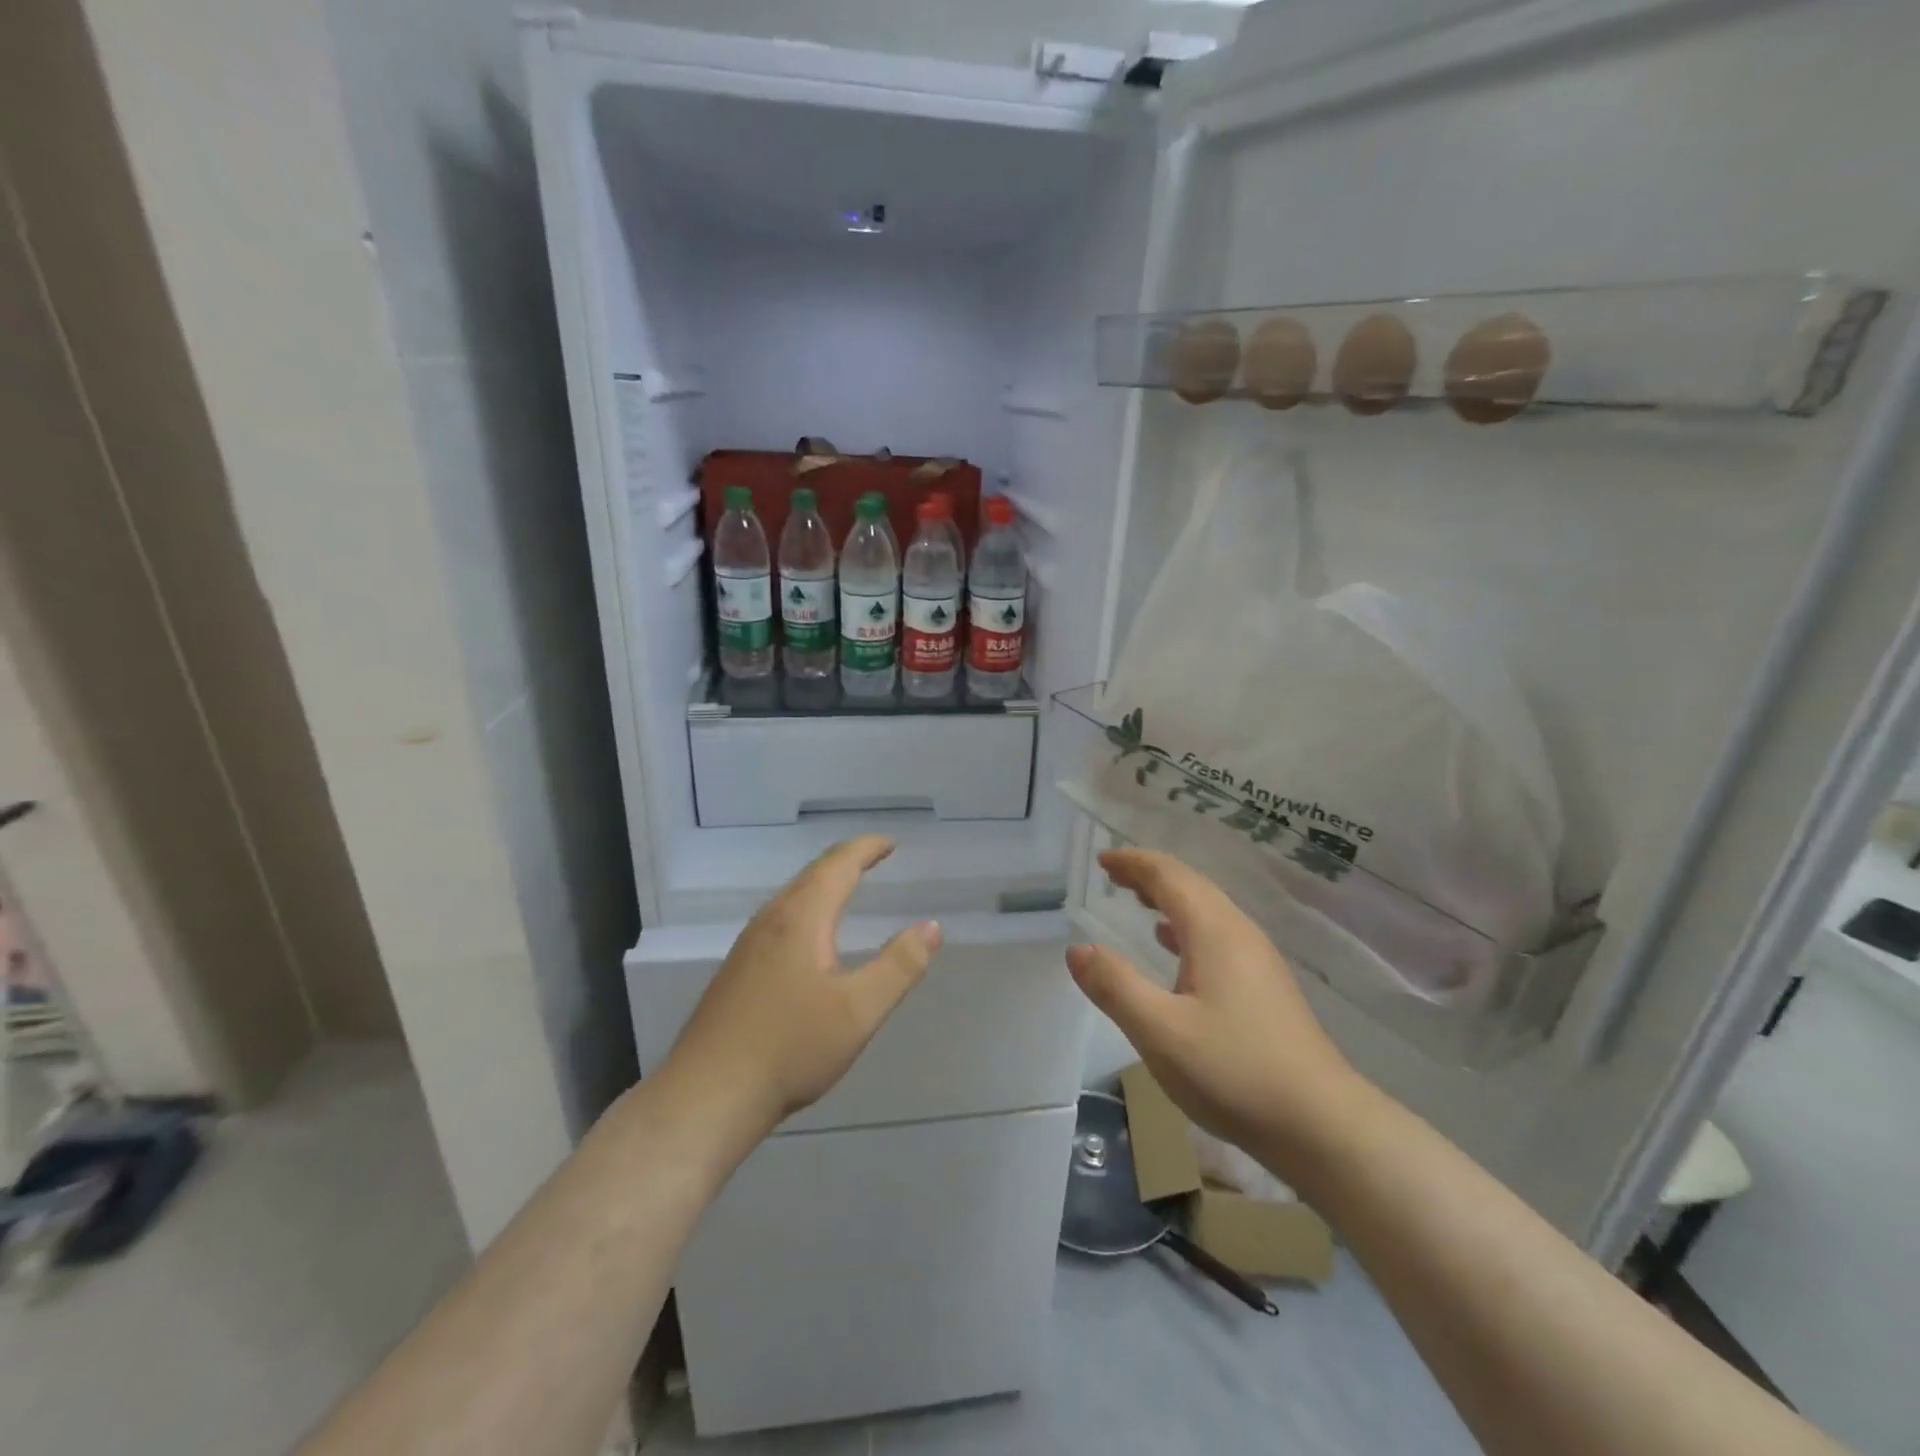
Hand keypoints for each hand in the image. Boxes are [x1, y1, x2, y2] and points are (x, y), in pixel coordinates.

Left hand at [663, 836, 941, 1136]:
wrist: (707, 1096)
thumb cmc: (790, 1048)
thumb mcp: (859, 1011)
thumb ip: (899, 966)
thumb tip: (931, 926)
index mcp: (801, 918)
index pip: (837, 865)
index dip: (866, 849)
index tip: (890, 843)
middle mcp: (771, 920)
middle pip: (812, 875)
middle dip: (846, 861)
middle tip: (874, 857)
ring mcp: (748, 945)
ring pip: (792, 896)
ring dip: (823, 883)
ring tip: (847, 886)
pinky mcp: (737, 970)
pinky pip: (780, 918)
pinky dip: (807, 906)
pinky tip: (809, 935)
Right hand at [1065, 849, 1368, 1179]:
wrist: (1322, 1126)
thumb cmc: (1235, 1071)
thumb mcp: (1160, 1032)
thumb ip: (1115, 987)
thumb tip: (1076, 949)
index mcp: (1215, 932)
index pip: (1169, 876)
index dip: (1134, 863)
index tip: (1102, 859)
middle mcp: (1239, 934)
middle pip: (1191, 887)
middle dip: (1150, 875)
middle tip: (1112, 875)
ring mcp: (1258, 961)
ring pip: (1207, 911)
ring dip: (1169, 899)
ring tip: (1137, 900)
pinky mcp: (1266, 988)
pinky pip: (1217, 936)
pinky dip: (1186, 927)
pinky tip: (1174, 947)